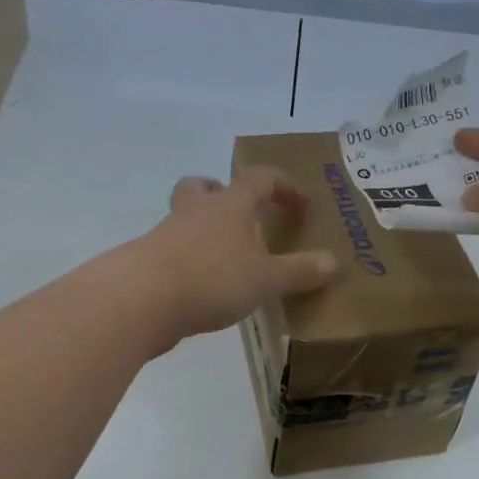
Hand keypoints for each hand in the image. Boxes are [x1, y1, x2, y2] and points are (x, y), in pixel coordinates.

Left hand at [130, 166, 339, 352]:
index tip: (301, 205)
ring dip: (205, 229)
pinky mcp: (149, 260)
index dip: (284, 186)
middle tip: (242, 216)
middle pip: (205, 186)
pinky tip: (203, 287)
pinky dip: (190, 260)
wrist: (141, 300)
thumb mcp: (267, 279)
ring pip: (185, 217)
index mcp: (230, 204)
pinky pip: (173, 250)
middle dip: (224, 195)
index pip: (260, 178)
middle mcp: (197, 210)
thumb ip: (301, 271)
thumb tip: (336, 262)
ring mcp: (167, 234)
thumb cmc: (212, 278)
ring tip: (226, 258)